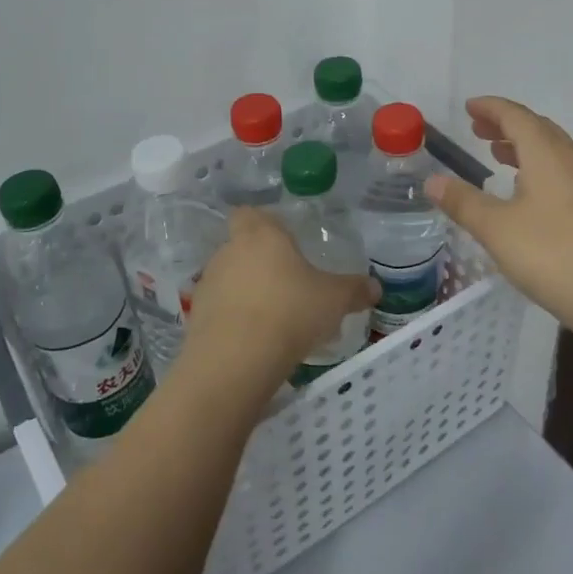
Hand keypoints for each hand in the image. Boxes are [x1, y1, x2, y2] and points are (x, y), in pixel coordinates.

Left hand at [181, 208, 377, 390]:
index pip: (250, 213)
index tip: (283, 241)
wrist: (236, 360)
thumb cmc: (290, 312)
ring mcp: (208, 283)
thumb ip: (355, 290)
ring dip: (247, 293)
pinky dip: (234, 320)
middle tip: (289, 285)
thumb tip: (376, 288)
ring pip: (230, 279)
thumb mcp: (334, 300)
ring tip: (274, 319)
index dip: (264, 224)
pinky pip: (220, 310)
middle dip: (262, 264)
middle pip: (242, 247)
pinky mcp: (196, 316)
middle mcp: (229, 251)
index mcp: (261, 235)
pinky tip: (256, 341)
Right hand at [424, 96, 572, 340]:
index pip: (516, 116)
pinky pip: (562, 172)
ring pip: (553, 151)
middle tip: (478, 129)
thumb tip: (432, 180)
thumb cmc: (554, 255)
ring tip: (499, 154)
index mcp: (546, 154)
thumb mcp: (497, 229)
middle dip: (506, 124)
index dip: (491, 108)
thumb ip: (463, 202)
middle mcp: (571, 160)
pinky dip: (538, 168)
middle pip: (537, 129)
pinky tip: (528, 194)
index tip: (469, 106)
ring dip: (524, 146)